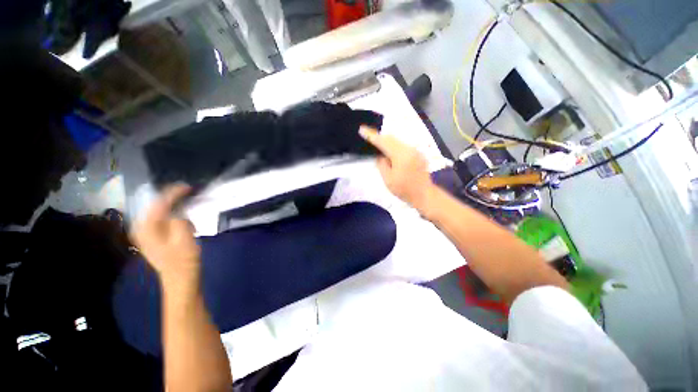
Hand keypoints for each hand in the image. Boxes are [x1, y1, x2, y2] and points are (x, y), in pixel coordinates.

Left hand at [131, 184, 200, 294]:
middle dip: (174, 199)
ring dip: (176, 209)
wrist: (180, 280)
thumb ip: (179, 220)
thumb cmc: (183, 260)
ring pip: (161, 214)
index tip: (188, 186)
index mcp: (146, 229)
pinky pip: (164, 221)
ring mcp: (146, 235)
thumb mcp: (184, 238)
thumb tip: (179, 212)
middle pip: (157, 207)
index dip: (173, 193)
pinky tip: (185, 223)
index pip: (158, 204)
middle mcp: (141, 229)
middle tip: (191, 194)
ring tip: (190, 210)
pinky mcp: (154, 239)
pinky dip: (175, 217)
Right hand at [359, 127, 435, 211]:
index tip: (362, 129)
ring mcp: (415, 150)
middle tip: (368, 136)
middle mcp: (409, 148)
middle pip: (391, 138)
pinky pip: (403, 146)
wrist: (424, 195)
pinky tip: (390, 152)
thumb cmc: (404, 190)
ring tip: (377, 144)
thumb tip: (380, 156)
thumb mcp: (388, 179)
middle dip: (379, 137)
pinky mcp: (418, 154)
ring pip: (398, 141)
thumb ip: (382, 164)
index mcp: (401, 155)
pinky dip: (395, 146)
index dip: (372, 135)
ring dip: (387, 141)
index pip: (383, 142)